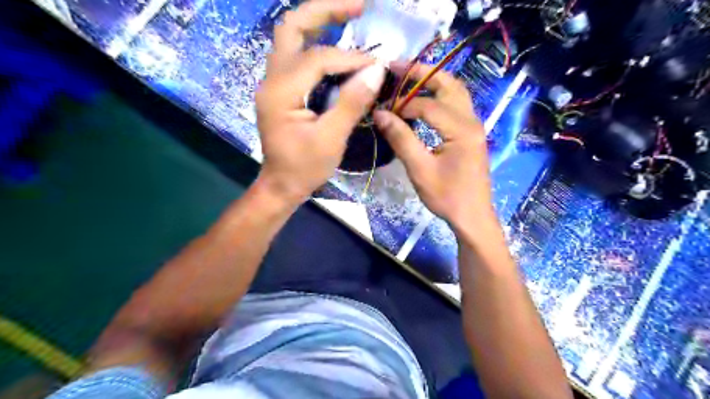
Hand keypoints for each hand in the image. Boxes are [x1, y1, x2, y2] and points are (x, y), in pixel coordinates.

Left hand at [256, 0, 386, 202]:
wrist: (281, 185)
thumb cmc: (304, 168)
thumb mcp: (331, 140)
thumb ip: (351, 103)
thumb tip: (376, 69)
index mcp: (281, 92)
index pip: (317, 58)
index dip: (350, 58)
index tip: (377, 64)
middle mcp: (272, 79)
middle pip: (293, 27)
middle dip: (325, 10)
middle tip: (359, 5)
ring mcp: (274, 82)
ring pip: (291, 36)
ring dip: (320, 21)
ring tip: (351, 15)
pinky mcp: (281, 88)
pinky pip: (297, 55)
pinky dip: (318, 43)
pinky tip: (338, 47)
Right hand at [373, 62, 494, 230]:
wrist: (472, 215)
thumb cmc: (447, 196)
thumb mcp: (420, 169)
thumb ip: (401, 139)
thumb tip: (380, 114)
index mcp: (461, 128)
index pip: (427, 104)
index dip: (402, 104)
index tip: (381, 109)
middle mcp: (471, 119)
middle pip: (447, 84)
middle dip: (421, 73)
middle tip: (395, 67)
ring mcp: (474, 125)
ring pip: (455, 91)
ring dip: (432, 80)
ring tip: (407, 77)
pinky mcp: (471, 132)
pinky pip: (456, 104)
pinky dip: (439, 95)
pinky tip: (423, 99)